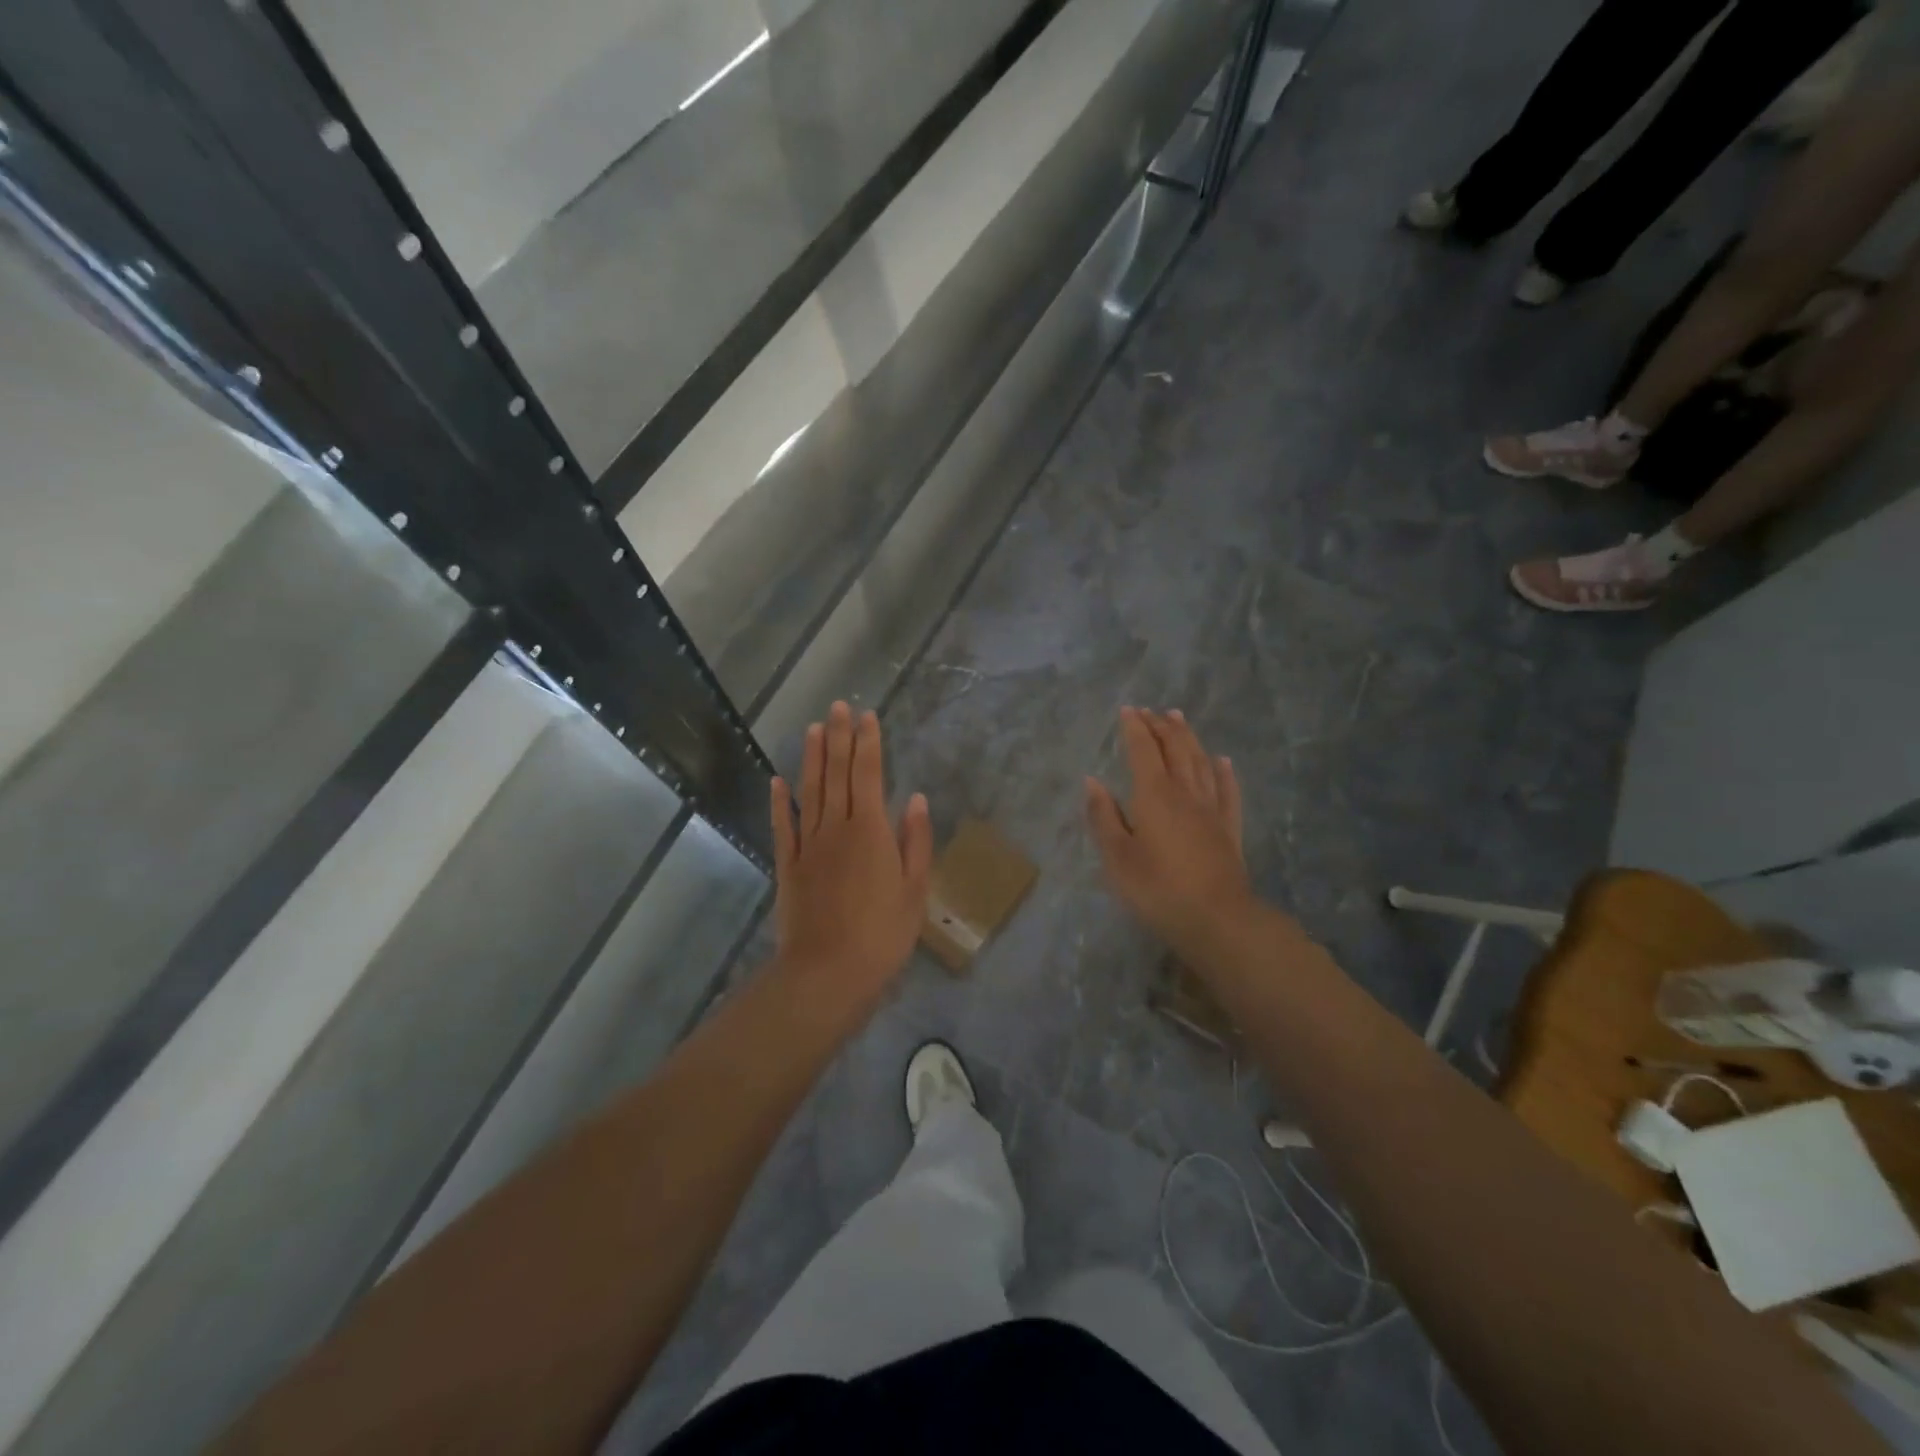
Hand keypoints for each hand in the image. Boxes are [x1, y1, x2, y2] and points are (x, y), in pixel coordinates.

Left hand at [771, 702, 932, 998]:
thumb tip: (914, 798)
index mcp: (871, 831)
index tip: (867, 716)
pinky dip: (780, 801)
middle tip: (839, 706)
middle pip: (837, 773)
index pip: (868, 774)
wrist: (827, 973)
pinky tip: (778, 781)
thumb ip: (915, 841)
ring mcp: (808, 844)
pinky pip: (783, 825)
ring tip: (813, 727)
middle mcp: (837, 828)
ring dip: (811, 757)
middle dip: (839, 737)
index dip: (868, 743)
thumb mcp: (914, 890)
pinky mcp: (788, 865)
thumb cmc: (882, 934)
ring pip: (809, 790)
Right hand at [1086, 708, 1253, 951]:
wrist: (1217, 919)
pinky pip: (1227, 790)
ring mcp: (1211, 809)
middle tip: (1150, 711)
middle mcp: (1185, 792)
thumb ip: (1103, 816)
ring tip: (1179, 718)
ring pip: (1201, 762)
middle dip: (1161, 726)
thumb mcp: (1116, 857)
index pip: (1143, 750)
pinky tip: (1222, 761)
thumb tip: (1092, 781)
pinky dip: (1223, 771)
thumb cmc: (1157, 889)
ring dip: (1188, 737)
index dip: (1134, 728)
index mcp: (1153, 795)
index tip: (1127, 710)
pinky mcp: (1229, 828)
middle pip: (1175, 749)